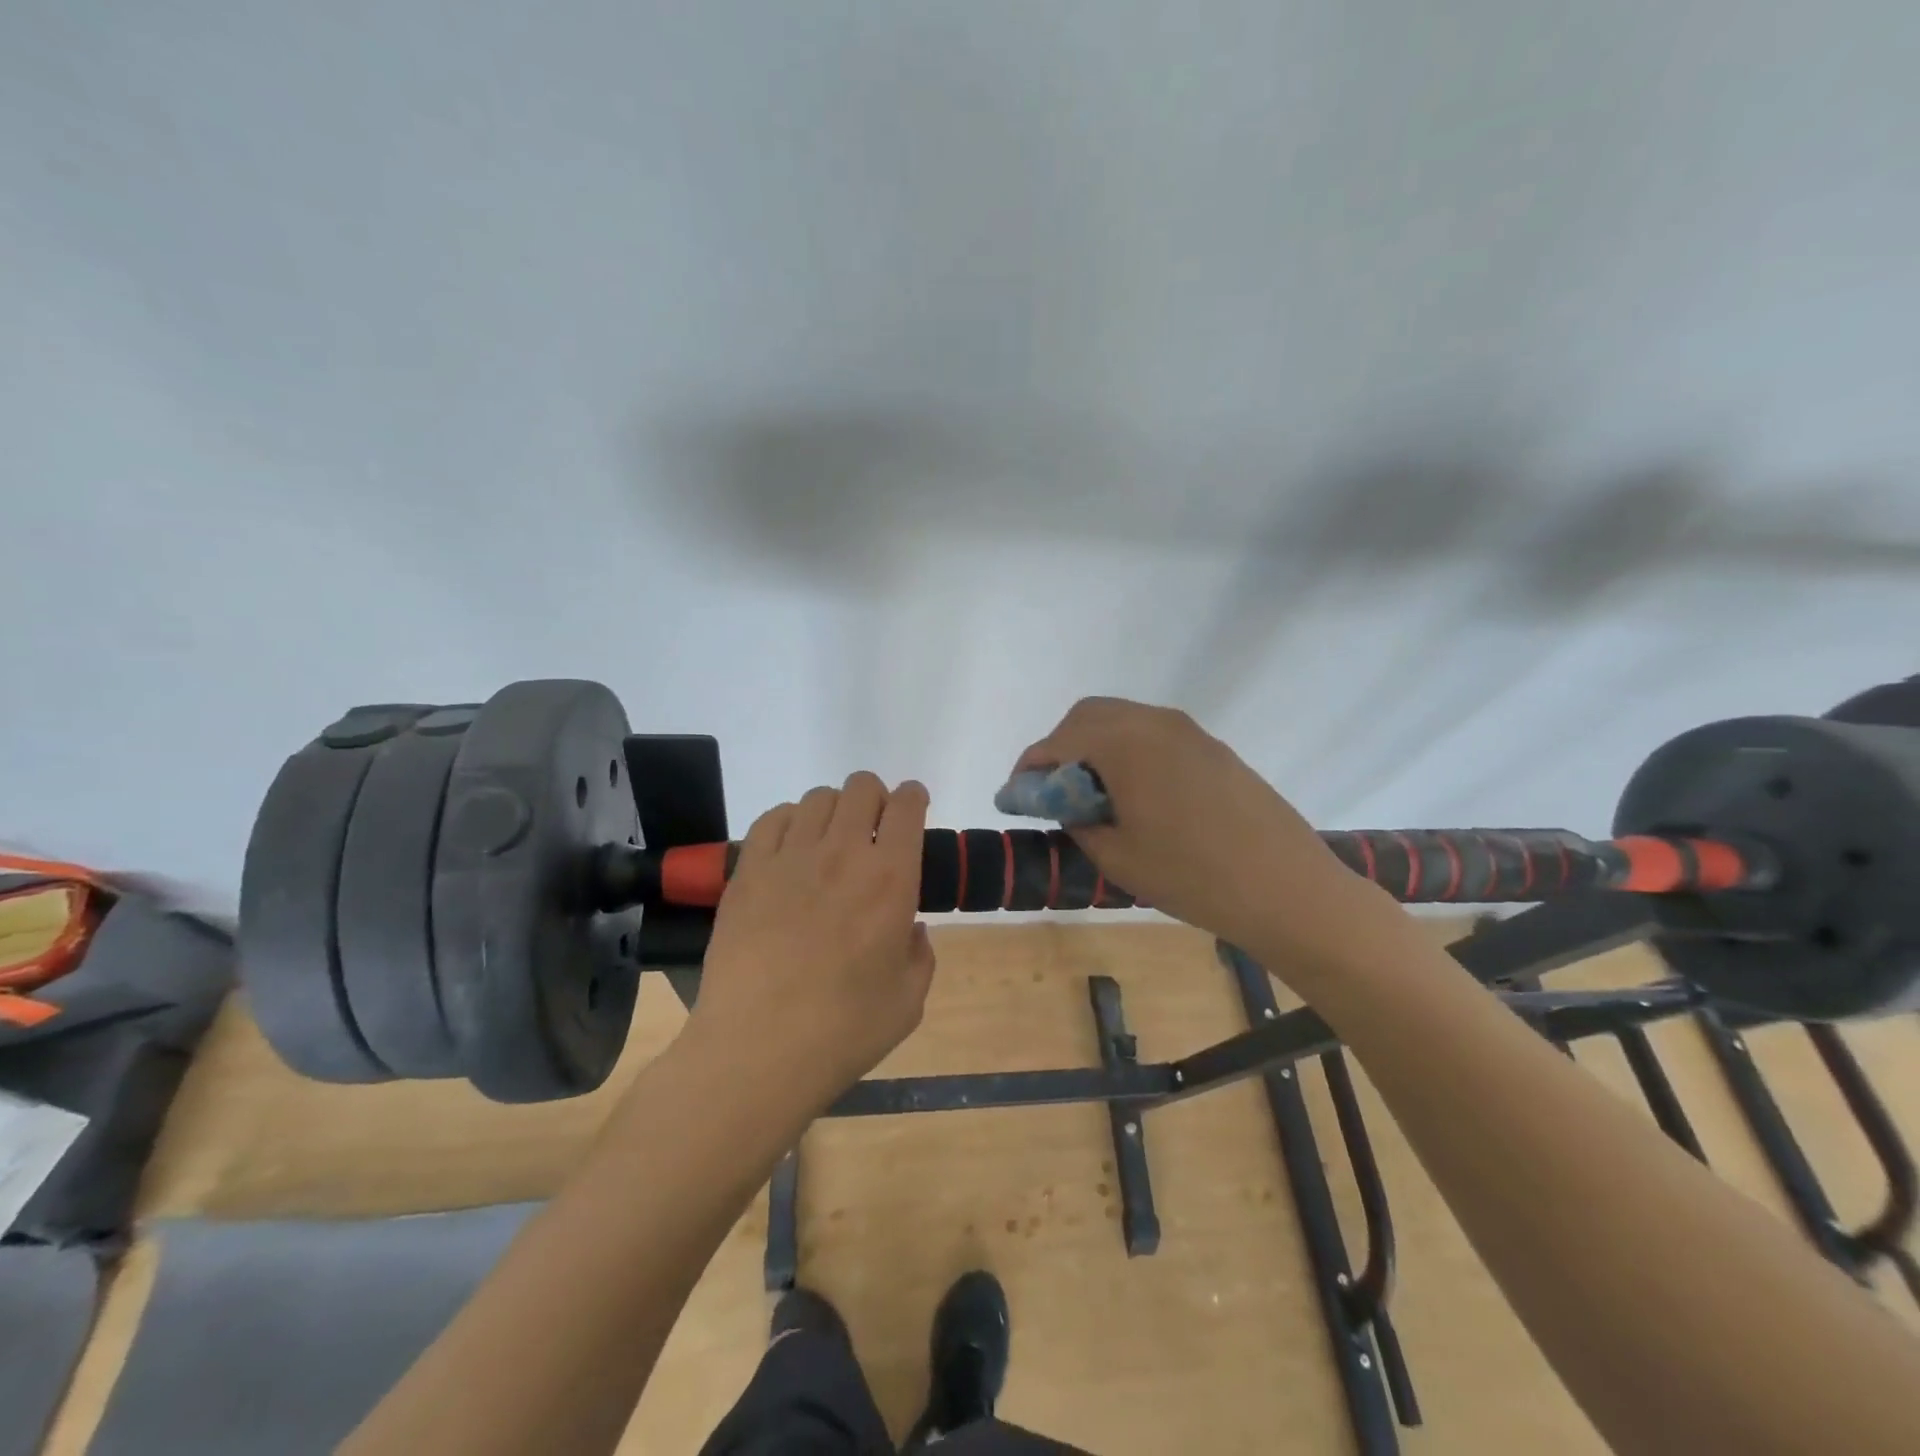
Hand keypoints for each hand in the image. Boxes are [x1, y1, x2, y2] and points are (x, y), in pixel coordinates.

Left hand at [687, 772, 934, 1104]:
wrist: (757, 1050)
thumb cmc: (843, 1030)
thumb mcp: (908, 1001)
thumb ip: (920, 955)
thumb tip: (910, 928)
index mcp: (892, 879)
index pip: (908, 806)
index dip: (914, 798)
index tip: (913, 809)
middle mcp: (844, 853)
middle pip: (862, 787)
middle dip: (876, 798)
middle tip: (873, 830)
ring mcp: (791, 858)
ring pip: (818, 798)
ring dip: (834, 810)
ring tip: (830, 841)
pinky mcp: (749, 871)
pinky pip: (772, 819)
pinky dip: (789, 821)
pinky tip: (790, 849)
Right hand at [1011, 698, 1370, 961]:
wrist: (1287, 888)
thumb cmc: (1192, 876)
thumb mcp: (1117, 856)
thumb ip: (1077, 819)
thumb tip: (1062, 802)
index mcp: (1124, 743)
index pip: (1058, 741)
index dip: (1030, 767)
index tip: (1017, 795)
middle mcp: (1154, 722)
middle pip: (1088, 716)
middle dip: (1061, 747)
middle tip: (1054, 791)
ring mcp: (1189, 731)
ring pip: (1123, 720)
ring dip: (1095, 746)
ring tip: (1093, 794)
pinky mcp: (1213, 747)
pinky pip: (1154, 734)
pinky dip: (1128, 751)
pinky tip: (1135, 793)